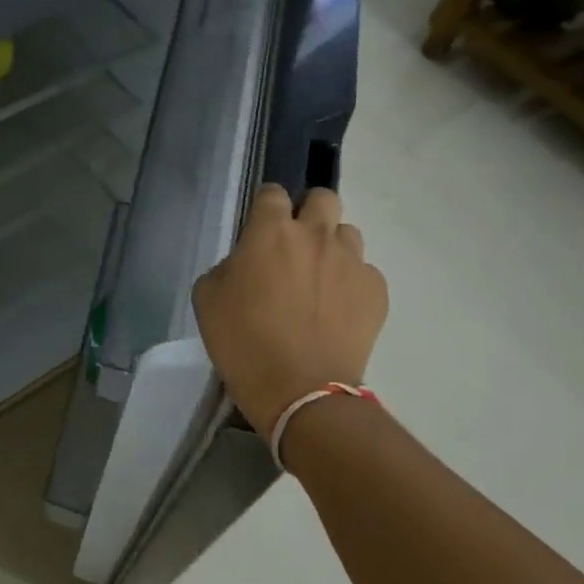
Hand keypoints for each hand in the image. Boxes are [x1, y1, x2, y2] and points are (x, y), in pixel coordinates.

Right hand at [191, 184, 387, 436]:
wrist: (300, 390)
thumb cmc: (243, 342)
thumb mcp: (207, 299)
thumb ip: (226, 267)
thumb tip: (244, 264)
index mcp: (270, 231)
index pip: (272, 192)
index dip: (265, 206)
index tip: (259, 227)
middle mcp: (316, 235)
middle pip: (323, 198)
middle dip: (309, 211)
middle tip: (295, 244)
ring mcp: (351, 261)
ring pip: (348, 234)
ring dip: (332, 247)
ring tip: (319, 279)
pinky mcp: (376, 291)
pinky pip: (364, 272)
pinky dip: (351, 283)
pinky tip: (336, 309)